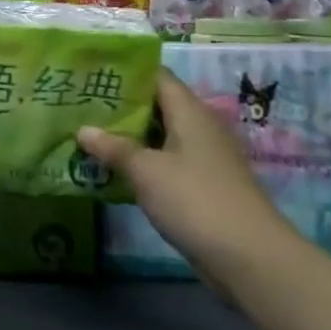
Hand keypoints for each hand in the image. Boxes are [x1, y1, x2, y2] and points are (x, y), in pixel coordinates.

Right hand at [78, 71, 301, 271]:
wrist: (250, 257)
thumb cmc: (195, 200)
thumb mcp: (146, 171)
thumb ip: (113, 147)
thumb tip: (82, 129)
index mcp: (190, 112)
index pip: (156, 76)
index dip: (125, 72)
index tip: (91, 72)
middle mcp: (199, 128)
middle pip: (156, 105)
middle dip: (120, 105)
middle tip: (80, 104)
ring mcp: (203, 158)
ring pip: (160, 136)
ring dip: (128, 136)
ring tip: (88, 134)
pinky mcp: (202, 186)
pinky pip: (165, 162)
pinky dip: (141, 162)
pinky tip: (113, 170)